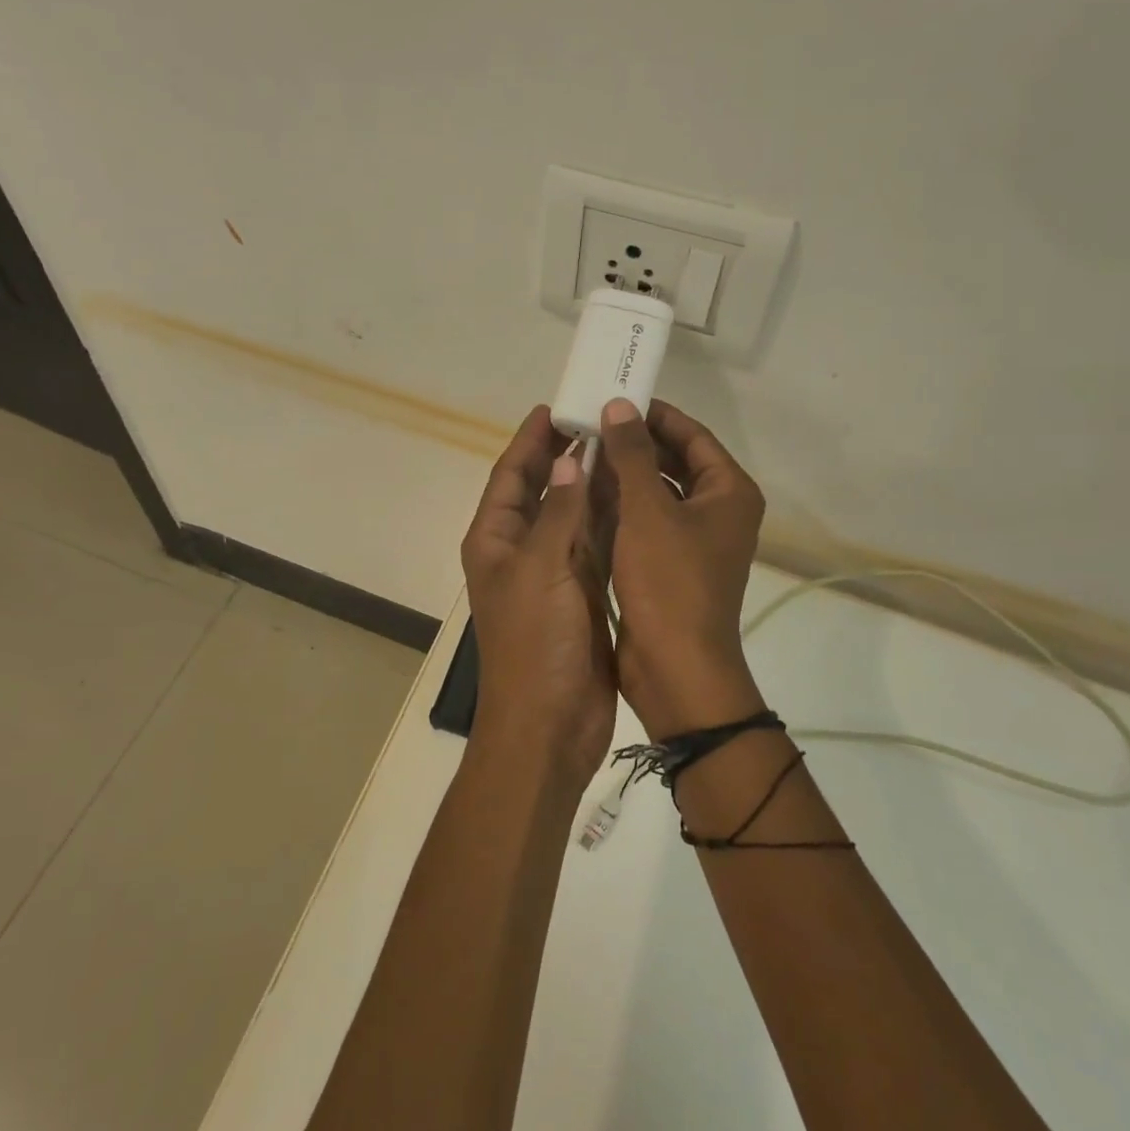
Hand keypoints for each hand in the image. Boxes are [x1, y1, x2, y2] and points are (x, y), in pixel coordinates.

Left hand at [459, 406, 616, 785]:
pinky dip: (610, 520)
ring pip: (572, 515)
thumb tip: (569, 458)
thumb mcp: (541, 568)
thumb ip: (557, 511)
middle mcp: (520, 550)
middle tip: (599, 419)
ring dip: (592, 484)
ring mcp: (552, 573)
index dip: (530, 440)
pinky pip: (595, 545)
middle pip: (541, 490)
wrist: (550, 725)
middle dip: (565, 455)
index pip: (510, 475)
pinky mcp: (582, 594)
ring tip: (623, 446)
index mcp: (495, 540)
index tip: (556, 406)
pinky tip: (634, 496)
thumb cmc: (535, 643)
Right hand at [598, 397, 766, 738]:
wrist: (676, 668)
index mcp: (728, 492)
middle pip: (676, 462)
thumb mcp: (648, 511)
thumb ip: (633, 455)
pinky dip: (622, 507)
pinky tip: (586, 495)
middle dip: (635, 444)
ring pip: (658, 492)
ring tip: (582, 452)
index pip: (693, 435)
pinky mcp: (671, 564)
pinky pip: (647, 521)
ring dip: (625, 474)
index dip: (655, 414)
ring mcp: (695, 540)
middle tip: (591, 424)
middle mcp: (718, 511)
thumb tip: (619, 406)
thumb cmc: (669, 583)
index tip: (615, 399)